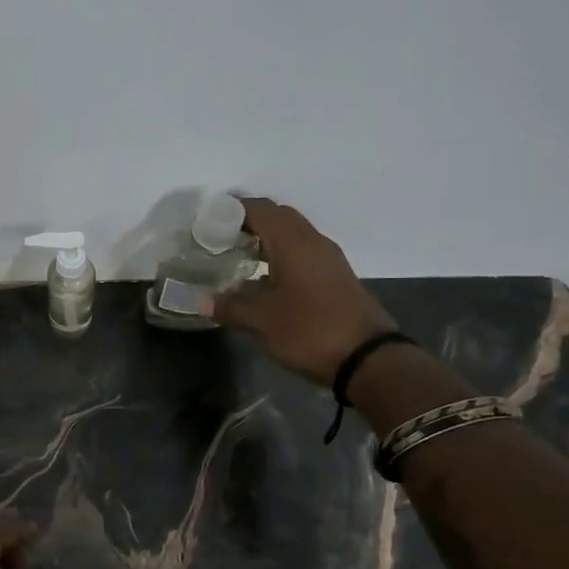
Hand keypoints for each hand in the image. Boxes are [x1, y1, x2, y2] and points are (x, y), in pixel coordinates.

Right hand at [208, 197, 399, 388]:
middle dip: (250, 223)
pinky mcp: (336, 277)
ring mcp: (329, 259)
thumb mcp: (262, 320)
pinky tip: (265, 279)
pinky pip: (304, 254)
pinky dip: (282, 257)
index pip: (261, 210)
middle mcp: (313, 242)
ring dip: (268, 240)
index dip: (234, 211)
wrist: (367, 358)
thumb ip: (230, 306)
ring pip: (294, 235)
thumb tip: (201, 300)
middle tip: (222, 239)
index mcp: (293, 242)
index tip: (210, 223)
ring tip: (239, 258)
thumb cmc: (309, 330)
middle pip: (280, 217)